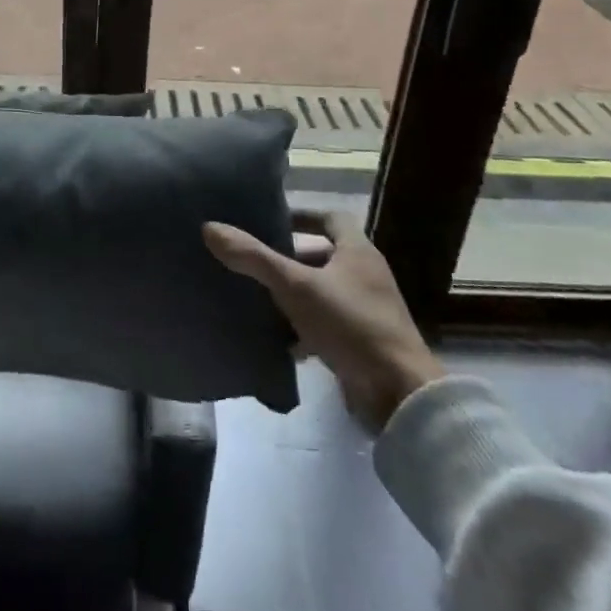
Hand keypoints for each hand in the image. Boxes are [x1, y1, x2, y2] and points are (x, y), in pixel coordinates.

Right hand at [204, 209, 443, 432]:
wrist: (400, 396)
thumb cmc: (351, 325)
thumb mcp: (296, 287)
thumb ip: (254, 258)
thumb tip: (209, 228)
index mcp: (358, 252)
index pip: (331, 218)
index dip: (302, 215)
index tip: (270, 220)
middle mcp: (366, 276)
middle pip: (323, 256)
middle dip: (289, 259)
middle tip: (254, 262)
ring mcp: (368, 312)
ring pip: (322, 293)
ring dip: (293, 296)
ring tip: (257, 300)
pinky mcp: (364, 345)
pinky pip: (327, 327)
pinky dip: (303, 330)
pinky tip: (279, 342)